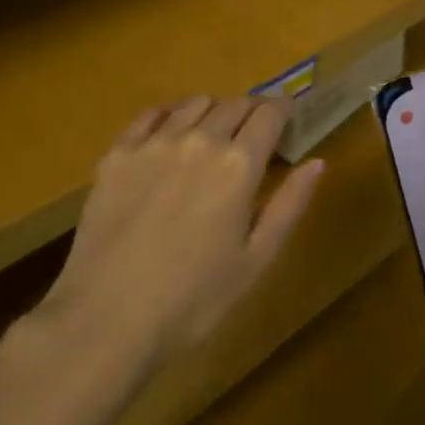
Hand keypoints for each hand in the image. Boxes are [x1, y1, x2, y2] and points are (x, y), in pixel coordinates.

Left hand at [41, 96, 323, 370]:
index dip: (284, 110)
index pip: (270, 113)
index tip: (288, 120)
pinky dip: (170, 115)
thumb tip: (318, 162)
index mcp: (238, 164)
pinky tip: (170, 135)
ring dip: (214, 112)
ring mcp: (154, 142)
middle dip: (253, 112)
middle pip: (236, 103)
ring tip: (213, 137)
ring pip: (195, 103)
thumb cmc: (193, 301)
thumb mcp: (256, 260)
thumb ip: (290, 205)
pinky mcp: (118, 153)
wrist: (106, 321)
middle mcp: (200, 139)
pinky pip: (151, 115)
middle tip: (254, 136)